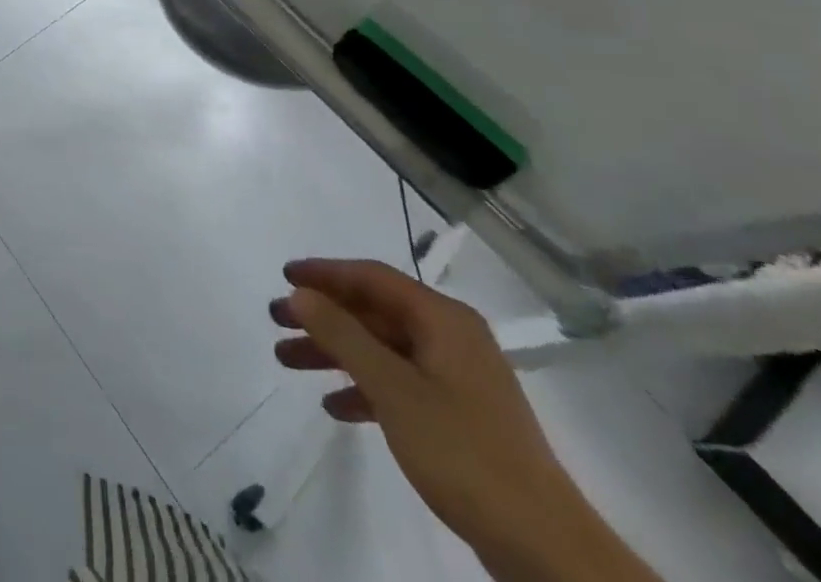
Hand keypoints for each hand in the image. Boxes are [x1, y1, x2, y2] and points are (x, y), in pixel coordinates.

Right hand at [271, 260, 652, 581]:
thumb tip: (300, 293)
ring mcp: (457, 378)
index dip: (324, 273)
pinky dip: (364, 388)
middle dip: (323, 316)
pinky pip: (399, 384)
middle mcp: (451, 338)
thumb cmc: (463, 451)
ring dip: (336, 353)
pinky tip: (335, 407)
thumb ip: (342, 334)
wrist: (544, 547)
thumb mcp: (392, 388)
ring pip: (382, 349)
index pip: (372, 277)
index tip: (283, 276)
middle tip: (276, 321)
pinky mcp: (459, 416)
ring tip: (288, 361)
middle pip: (374, 312)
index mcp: (443, 320)